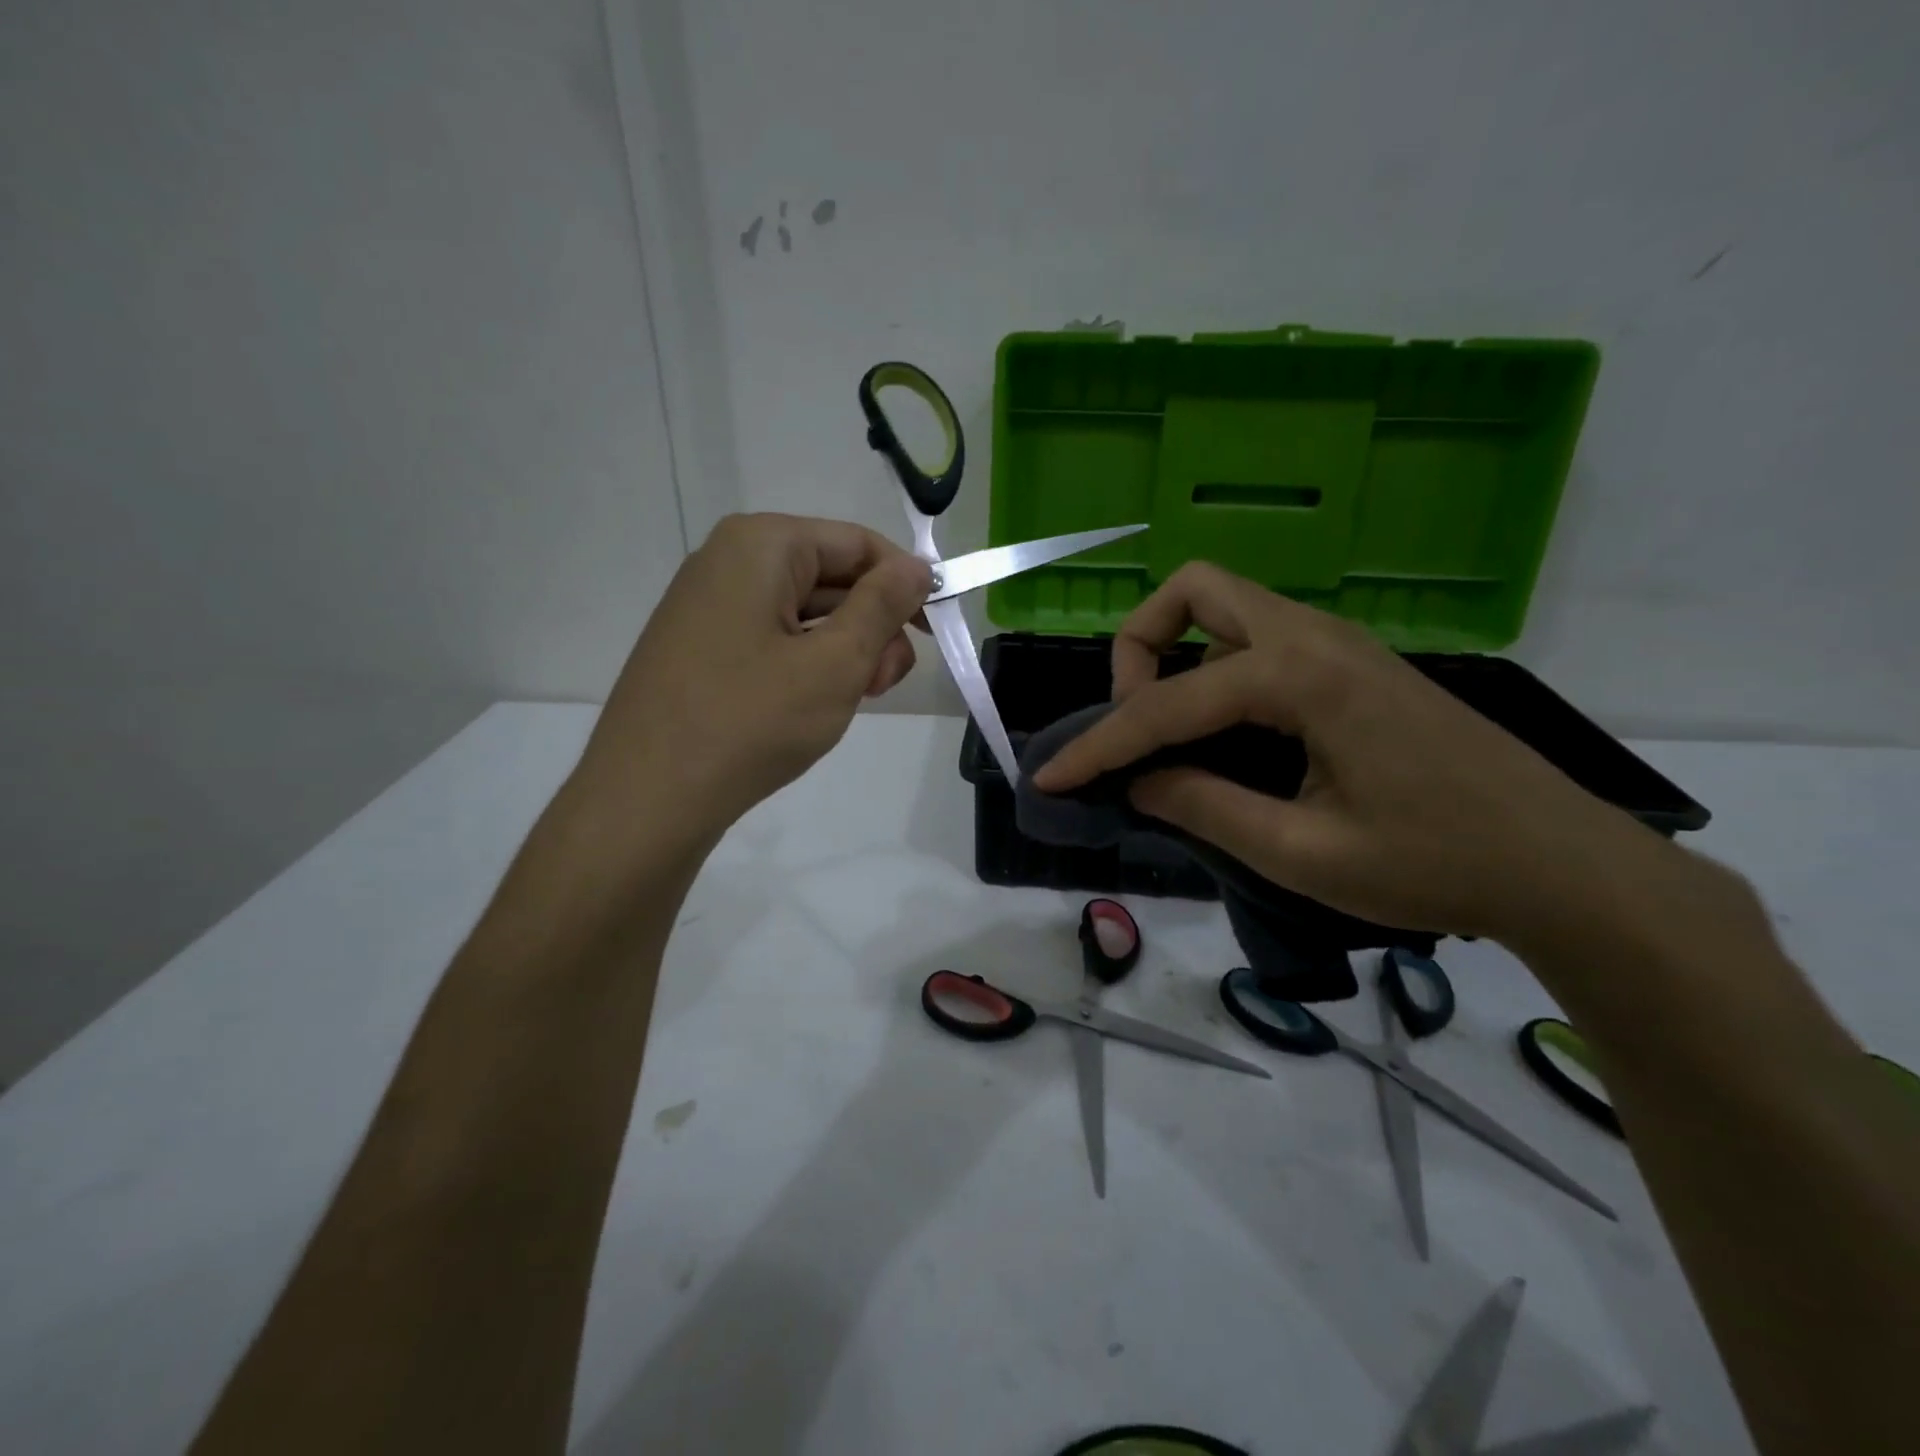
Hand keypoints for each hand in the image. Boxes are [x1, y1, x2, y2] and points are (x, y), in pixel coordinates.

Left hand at [576, 513, 930, 844]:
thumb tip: (917, 567)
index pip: (858, 543)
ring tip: (848, 703)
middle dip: (872, 627)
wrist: (646, 799)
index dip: (905, 584)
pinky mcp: (702, 648)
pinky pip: (774, 640)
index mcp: (761, 545)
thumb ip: (883, 606)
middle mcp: (729, 561)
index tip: (934, 635)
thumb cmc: (749, 722)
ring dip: (844, 653)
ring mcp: (710, 606)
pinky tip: (812, 707)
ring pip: (806, 614)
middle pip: (832, 577)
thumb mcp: (834, 663)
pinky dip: (807, 666)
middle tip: (883, 685)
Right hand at [1030, 562, 1664, 943]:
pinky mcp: (1354, 665)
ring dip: (1178, 654)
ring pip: (1227, 608)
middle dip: (1140, 647)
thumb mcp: (1303, 853)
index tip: (1052, 776)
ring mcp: (1340, 644)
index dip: (1101, 744)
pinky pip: (1258, 641)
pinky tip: (1225, 736)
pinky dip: (1216, 671)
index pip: (1169, 702)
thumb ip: (1204, 808)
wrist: (1564, 864)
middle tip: (1136, 721)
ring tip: (1171, 734)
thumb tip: (1137, 782)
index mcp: (1302, 676)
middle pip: (1195, 592)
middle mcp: (1315, 637)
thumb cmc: (1437, 864)